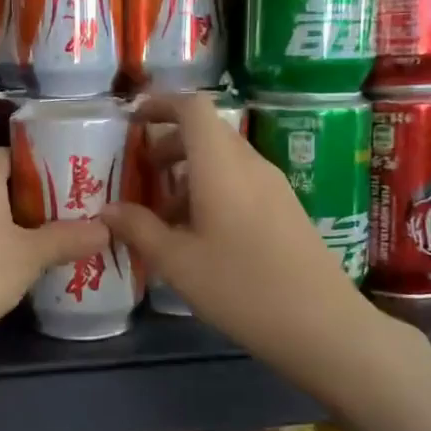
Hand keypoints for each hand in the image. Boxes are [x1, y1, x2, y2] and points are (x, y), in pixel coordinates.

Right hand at [102, 91, 384, 381]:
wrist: (323, 326)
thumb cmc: (241, 287)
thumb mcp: (177, 262)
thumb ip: (138, 228)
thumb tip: (106, 210)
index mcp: (221, 166)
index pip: (193, 107)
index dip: (160, 104)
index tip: (133, 120)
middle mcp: (250, 164)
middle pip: (207, 132)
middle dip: (169, 145)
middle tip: (141, 174)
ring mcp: (273, 186)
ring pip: (223, 159)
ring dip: (188, 173)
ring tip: (164, 215)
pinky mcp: (286, 209)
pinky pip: (240, 181)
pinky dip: (211, 190)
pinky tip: (199, 235)